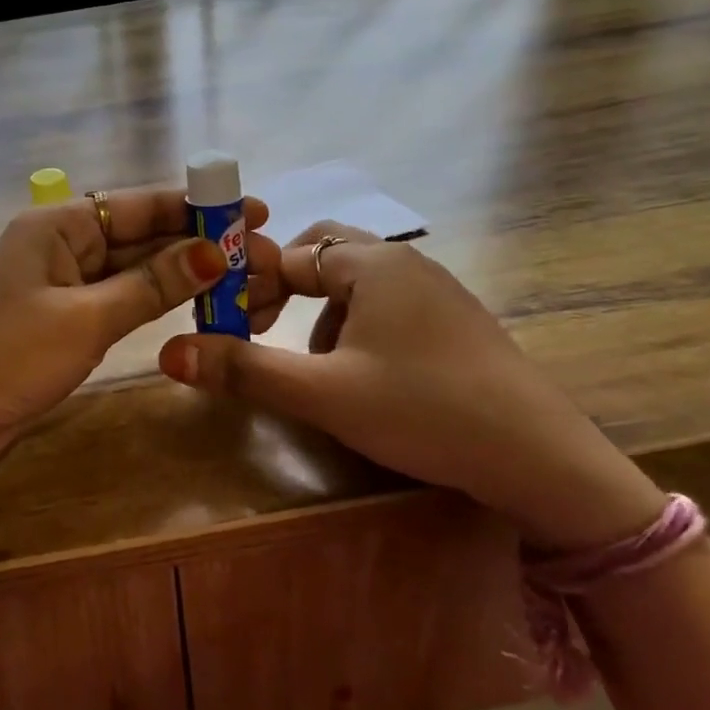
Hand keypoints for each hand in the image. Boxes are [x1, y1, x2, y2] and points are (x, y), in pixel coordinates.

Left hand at [0, 187, 281, 474]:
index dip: (196, 207)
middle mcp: (59, 245)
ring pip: (130, 271)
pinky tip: (190, 305)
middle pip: (138, 236)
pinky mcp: (58, 321)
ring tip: (238, 279)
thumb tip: (214, 253)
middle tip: (258, 254)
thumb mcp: (85, 318)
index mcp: (57, 225)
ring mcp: (58, 285)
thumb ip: (150, 285)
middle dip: (195, 243)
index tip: (251, 211)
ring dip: (178, 275)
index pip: (138, 204)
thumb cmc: (6, 357)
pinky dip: (151, 303)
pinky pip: (116, 301)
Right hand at [157, 223, 663, 549]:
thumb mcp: (322, 393)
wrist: (539, 457)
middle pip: (326, 255)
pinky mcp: (457, 323)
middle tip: (263, 330)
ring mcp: (438, 292)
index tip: (226, 323)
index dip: (250, 282)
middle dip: (286, 290)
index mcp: (371, 264)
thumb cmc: (421, 410)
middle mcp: (405, 263)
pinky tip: (365, 379)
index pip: (291, 252)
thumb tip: (169, 353)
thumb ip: (244, 369)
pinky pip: (389, 307)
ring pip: (358, 284)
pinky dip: (358, 328)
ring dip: (322, 314)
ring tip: (315, 368)